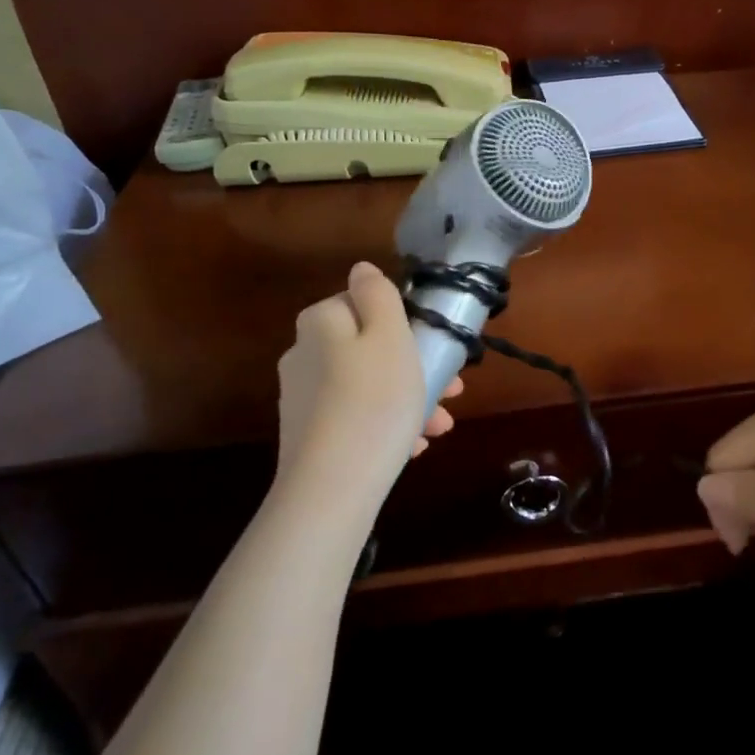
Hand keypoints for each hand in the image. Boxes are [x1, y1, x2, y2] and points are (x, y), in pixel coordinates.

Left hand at [275, 262, 461, 497]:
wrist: (334, 485)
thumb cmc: (375, 400)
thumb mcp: (389, 335)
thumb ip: (378, 295)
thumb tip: (361, 269)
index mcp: (321, 322)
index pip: (365, 304)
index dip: (405, 323)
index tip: (436, 349)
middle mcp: (304, 353)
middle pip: (369, 348)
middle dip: (413, 367)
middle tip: (451, 393)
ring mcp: (303, 397)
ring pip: (367, 385)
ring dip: (407, 399)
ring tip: (440, 427)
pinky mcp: (307, 434)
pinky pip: (356, 417)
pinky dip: (385, 425)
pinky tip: (412, 447)